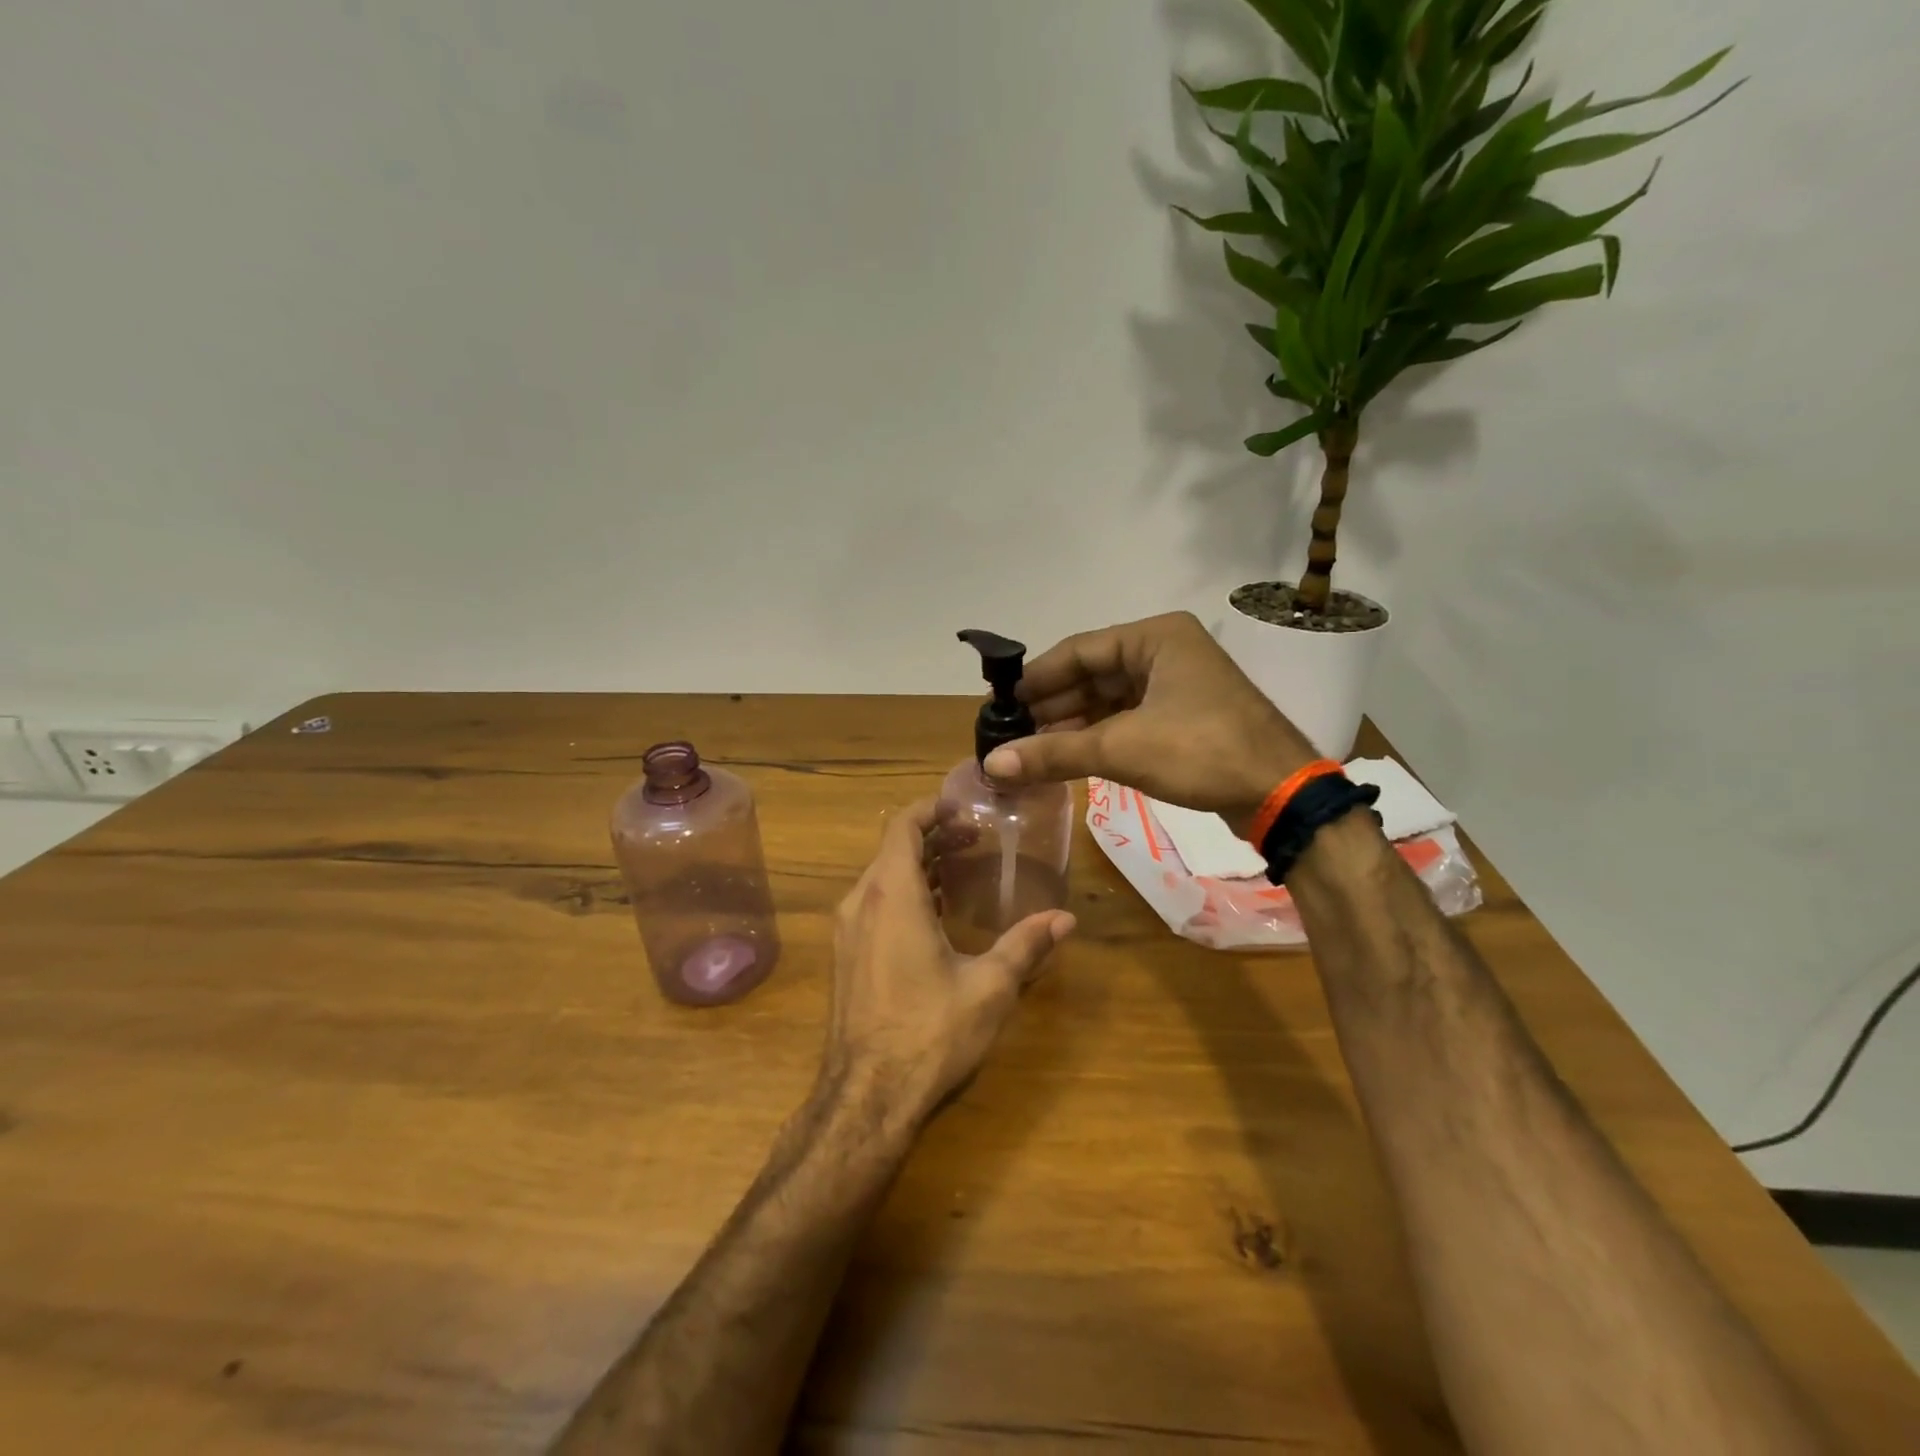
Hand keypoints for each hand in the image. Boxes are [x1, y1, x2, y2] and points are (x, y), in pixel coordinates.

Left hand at [822, 799, 1074, 1130]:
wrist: (866, 1097)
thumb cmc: (929, 1033)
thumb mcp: (988, 988)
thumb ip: (1026, 946)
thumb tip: (1066, 919)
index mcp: (892, 895)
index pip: (904, 826)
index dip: (932, 809)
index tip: (965, 808)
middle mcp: (861, 902)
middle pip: (893, 849)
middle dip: (934, 837)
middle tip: (976, 840)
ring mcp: (847, 931)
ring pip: (881, 878)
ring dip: (919, 867)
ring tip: (962, 870)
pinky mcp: (845, 956)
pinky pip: (873, 905)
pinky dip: (904, 894)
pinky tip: (936, 915)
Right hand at [982, 611, 1316, 832]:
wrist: (1280, 794)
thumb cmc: (1200, 752)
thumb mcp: (1121, 749)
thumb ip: (1053, 754)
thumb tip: (991, 765)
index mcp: (1155, 637)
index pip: (1079, 650)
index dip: (1037, 678)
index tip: (1002, 703)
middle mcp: (1166, 651)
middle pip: (1094, 674)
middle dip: (1053, 706)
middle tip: (1012, 732)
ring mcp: (1179, 684)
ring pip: (1111, 699)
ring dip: (1073, 725)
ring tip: (1032, 749)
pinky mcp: (1186, 716)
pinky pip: (1130, 718)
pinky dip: (1099, 736)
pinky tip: (1069, 756)